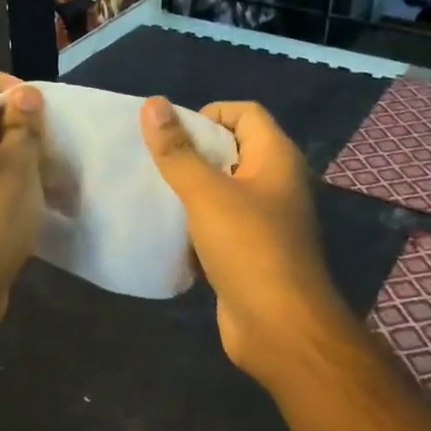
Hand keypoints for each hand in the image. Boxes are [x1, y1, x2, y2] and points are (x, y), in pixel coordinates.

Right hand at [140, 97, 356, 392]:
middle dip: (191, 152)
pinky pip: (218, 224)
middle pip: (231, 150)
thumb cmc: (247, 248)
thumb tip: (152, 103)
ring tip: (152, 192)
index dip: (207, 114)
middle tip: (152, 161)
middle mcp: (275, 183)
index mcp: (275, 158)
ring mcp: (264, 220)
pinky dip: (194, 222)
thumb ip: (177, 151)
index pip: (244, 113)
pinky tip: (166, 230)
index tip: (170, 133)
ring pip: (222, 190)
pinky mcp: (249, 252)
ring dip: (189, 189)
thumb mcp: (206, 193)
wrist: (278, 327)